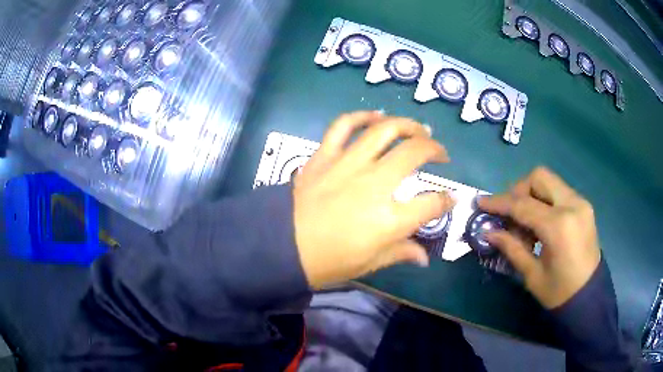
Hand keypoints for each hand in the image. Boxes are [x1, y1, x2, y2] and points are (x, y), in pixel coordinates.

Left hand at [293, 111, 454, 288]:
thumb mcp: (369, 264)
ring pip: (384, 130)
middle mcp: (373, 185)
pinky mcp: (324, 156)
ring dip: (407, 125)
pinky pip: (343, 125)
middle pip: (414, 153)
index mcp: (388, 220)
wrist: (280, 248)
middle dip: (434, 149)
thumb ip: (400, 253)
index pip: (432, 204)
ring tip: (418, 129)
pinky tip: (376, 116)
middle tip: (440, 153)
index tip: (451, 197)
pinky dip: (361, 116)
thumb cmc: (327, 262)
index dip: (447, 200)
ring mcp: (347, 165)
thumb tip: (424, 257)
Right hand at [478, 167, 600, 308]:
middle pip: (539, 177)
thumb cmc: (559, 293)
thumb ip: (511, 248)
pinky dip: (544, 200)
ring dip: (532, 194)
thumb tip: (489, 232)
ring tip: (525, 223)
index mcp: (559, 226)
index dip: (499, 203)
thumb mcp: (532, 275)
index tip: (481, 203)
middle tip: (509, 213)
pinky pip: (558, 192)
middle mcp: (572, 205)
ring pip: (549, 181)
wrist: (589, 296)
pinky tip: (541, 223)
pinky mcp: (584, 206)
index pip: (523, 204)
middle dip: (519, 190)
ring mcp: (580, 202)